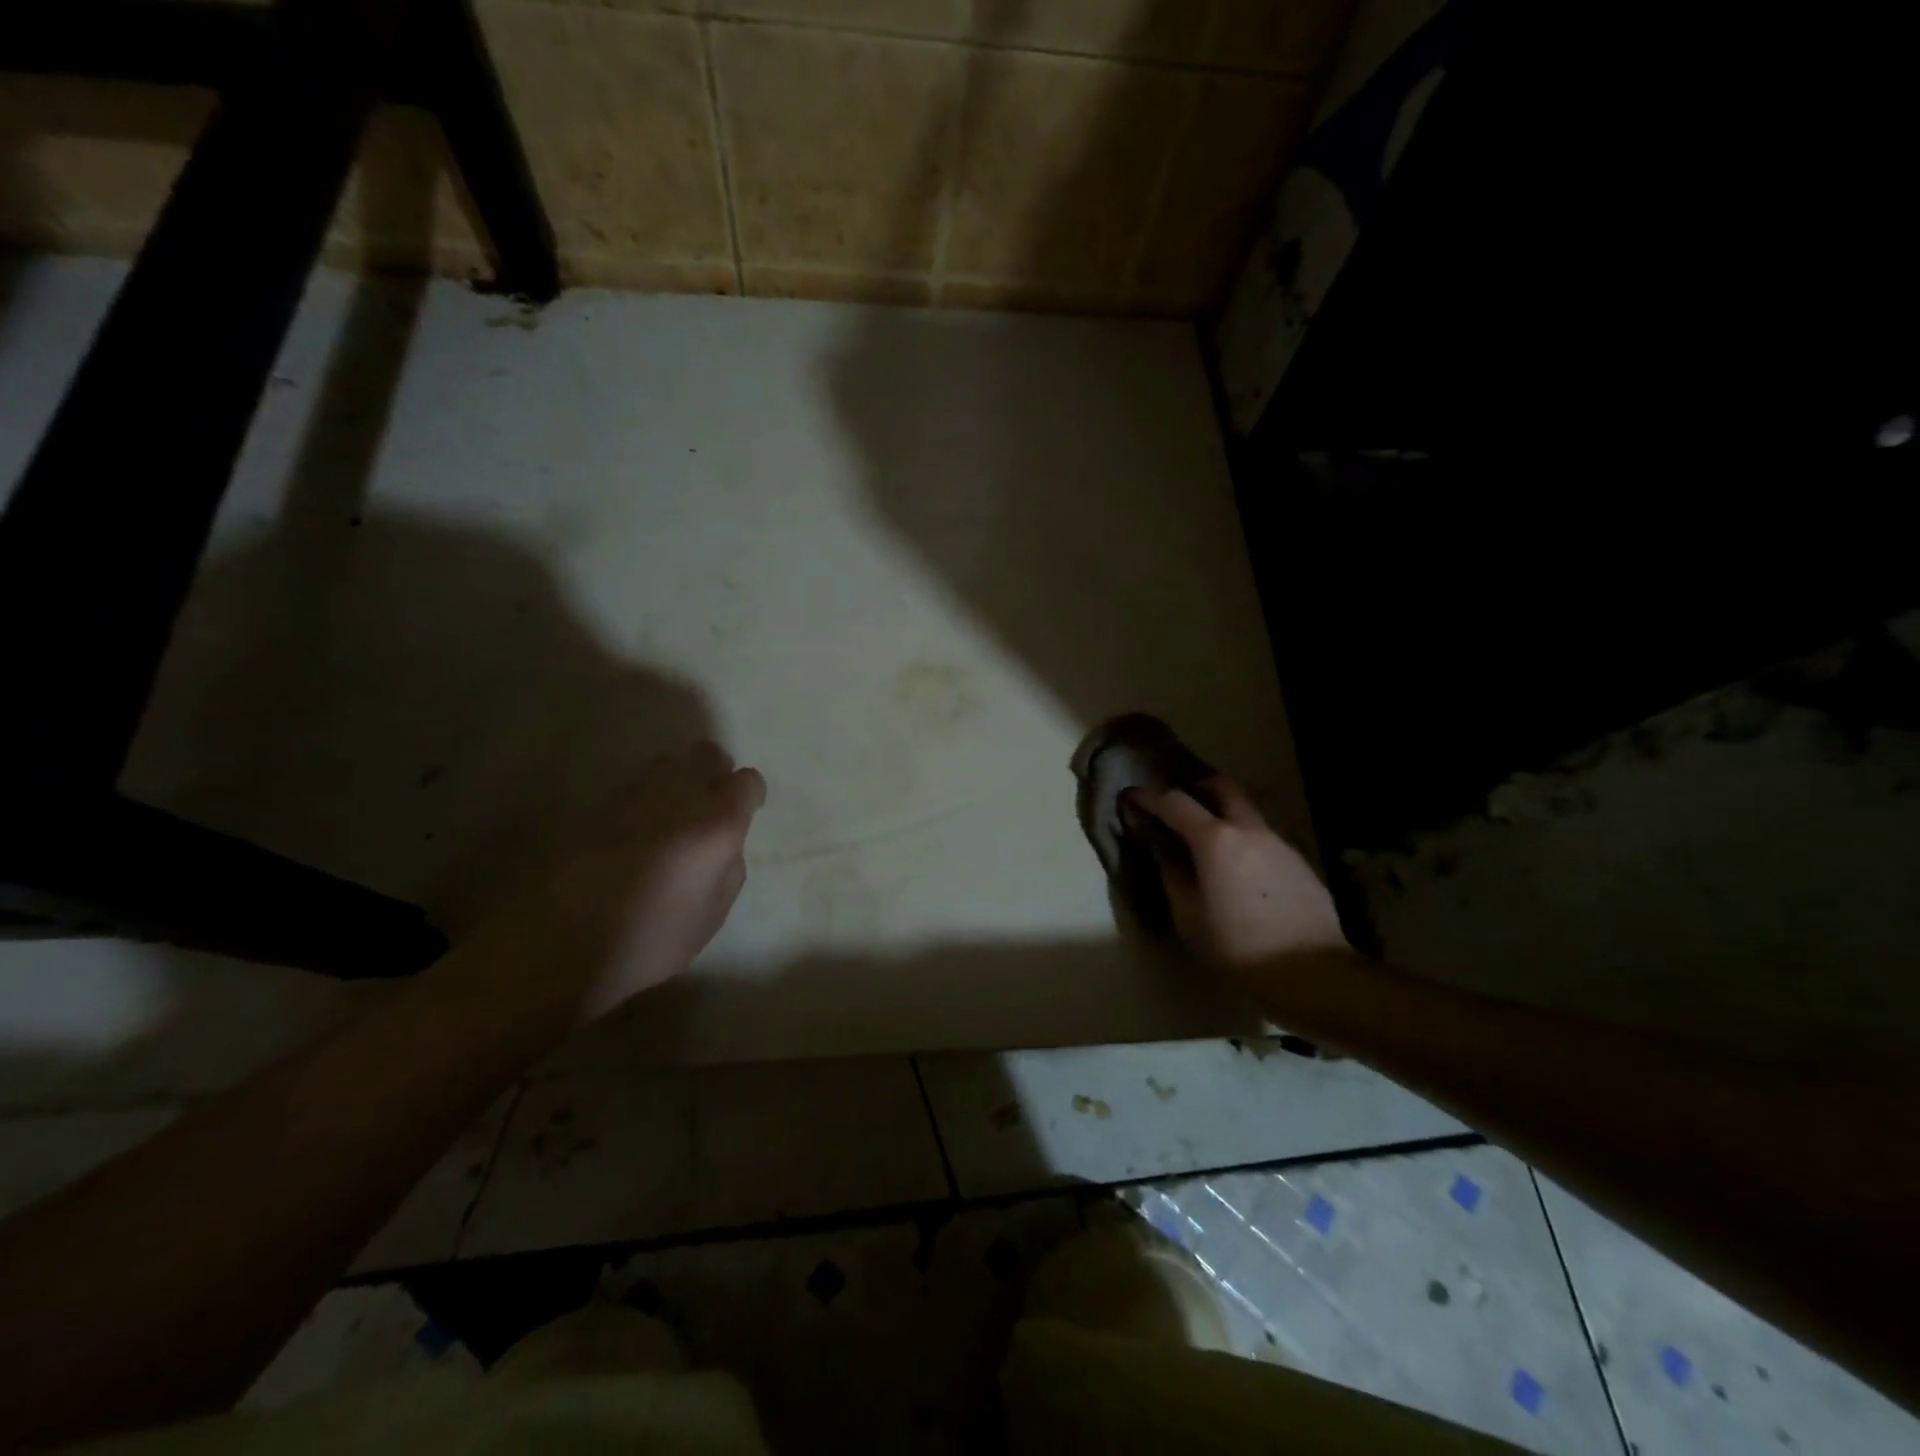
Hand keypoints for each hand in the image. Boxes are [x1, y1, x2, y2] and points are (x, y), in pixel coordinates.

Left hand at [443, 741, 766, 1024]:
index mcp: (715, 828)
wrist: (563, 949)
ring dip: (674, 782)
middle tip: (708, 801)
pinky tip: (631, 834)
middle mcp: (676, 799)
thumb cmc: (654, 940)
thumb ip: (729, 864)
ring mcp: (631, 798)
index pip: (746, 780)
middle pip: (704, 753)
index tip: (745, 810)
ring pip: (664, 765)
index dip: (749, 793)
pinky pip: (631, 789)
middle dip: (713, 769)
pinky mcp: (596, 807)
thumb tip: (726, 840)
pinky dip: (640, 802)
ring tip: (667, 816)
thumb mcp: (713, 912)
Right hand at [1126, 775, 1347, 978]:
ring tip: (1208, 842)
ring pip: (1247, 812)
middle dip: (1197, 786)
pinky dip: (1244, 840)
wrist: (1313, 973)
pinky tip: (1240, 870)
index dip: (1149, 797)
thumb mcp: (1188, 916)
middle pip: (1222, 787)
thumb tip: (1161, 846)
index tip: (1132, 796)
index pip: (1175, 802)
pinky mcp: (1299, 862)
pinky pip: (1264, 837)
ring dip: (1224, 814)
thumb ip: (1171, 872)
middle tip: (1179, 804)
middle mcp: (1249, 829)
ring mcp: (1280, 843)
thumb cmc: (1237, 947)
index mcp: (1215, 839)